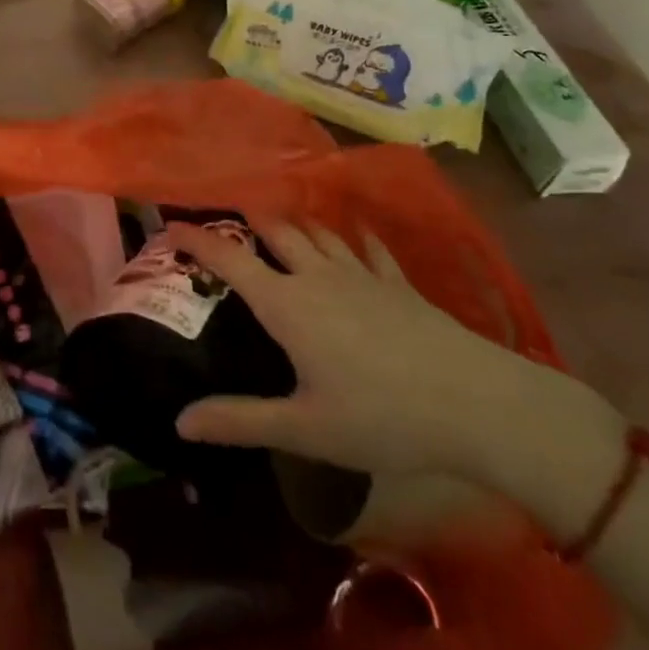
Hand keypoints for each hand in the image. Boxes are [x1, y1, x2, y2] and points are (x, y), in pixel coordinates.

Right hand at [169, 218, 591, 482]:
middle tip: (225, 225)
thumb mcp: (304, 428)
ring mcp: (362, 274)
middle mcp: (318, 276)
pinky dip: (352, 238)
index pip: (230, 259)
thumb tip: (179, 422)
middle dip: (245, 220)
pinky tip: (354, 238)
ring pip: (317, 233)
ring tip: (277, 225)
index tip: (169, 226)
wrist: (479, 405)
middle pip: (274, 231)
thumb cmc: (383, 418)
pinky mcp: (398, 284)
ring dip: (292, 224)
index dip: (196, 239)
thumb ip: (240, 421)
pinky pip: (368, 248)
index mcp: (287, 304)